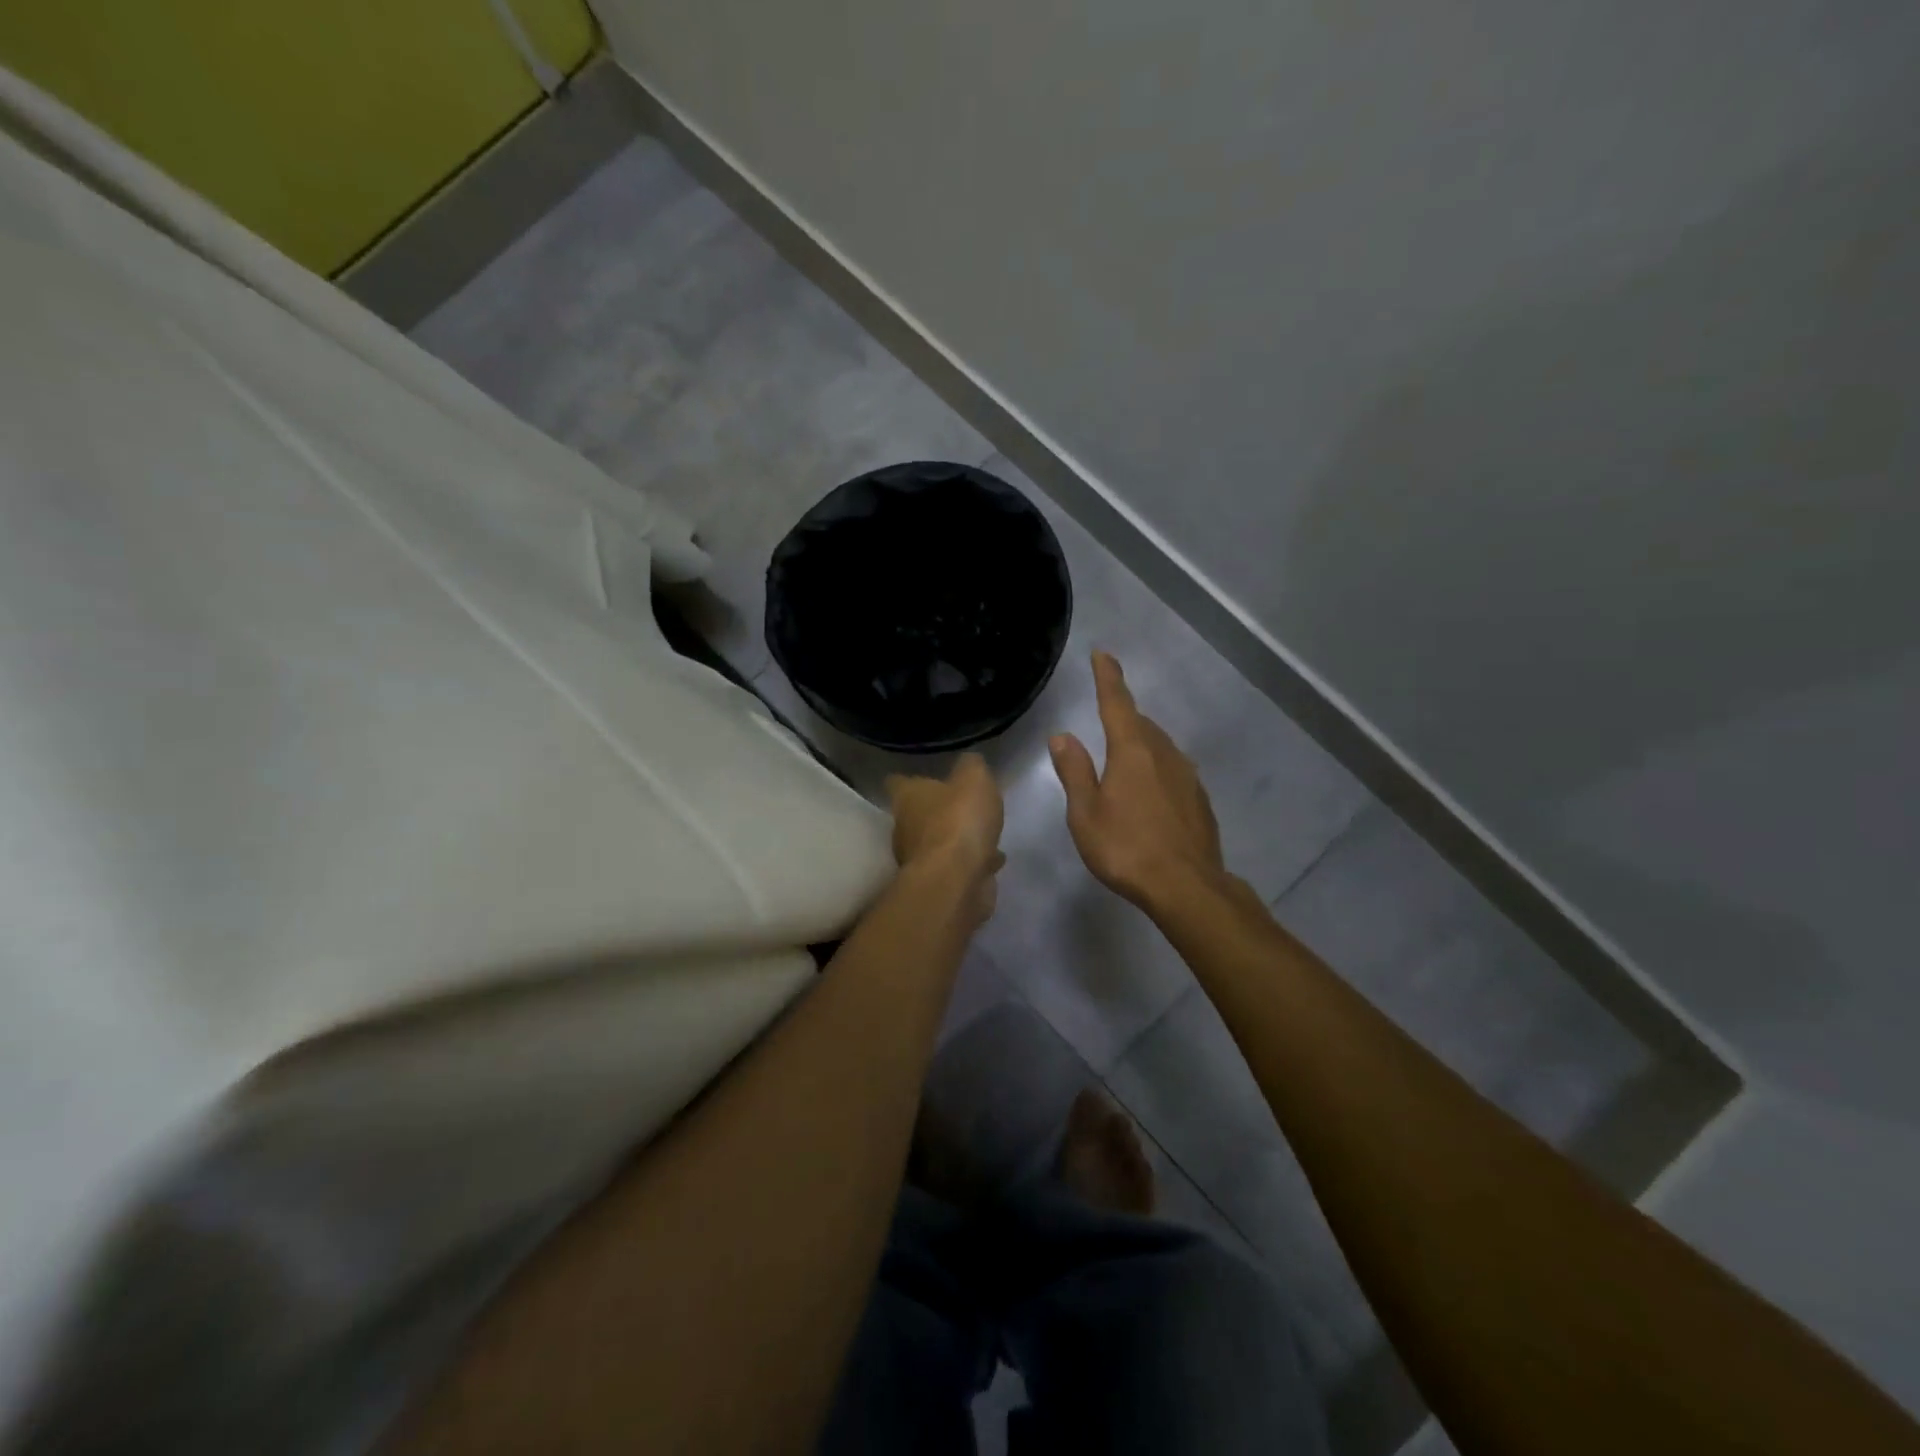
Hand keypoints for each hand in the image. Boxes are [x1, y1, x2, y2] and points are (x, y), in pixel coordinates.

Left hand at [886, 754, 1005, 922]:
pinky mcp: (938, 883)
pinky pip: (957, 867)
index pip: (898, 782)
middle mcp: (905, 828)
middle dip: (938, 811)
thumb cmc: (959, 821)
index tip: (924, 776)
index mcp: (907, 798)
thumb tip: (968, 762)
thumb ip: (971, 766)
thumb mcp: (974, 778)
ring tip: (983, 834)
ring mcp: (920, 859)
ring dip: (957, 840)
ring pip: (938, 843)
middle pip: (917, 815)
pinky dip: (972, 863)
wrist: (956, 881)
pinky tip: (993, 860)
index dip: (910, 779)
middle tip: (963, 806)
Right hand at [1049, 652, 1226, 909]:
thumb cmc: (1126, 848)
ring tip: (1124, 756)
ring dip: (1141, 742)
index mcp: (1132, 751)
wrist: (1187, 886)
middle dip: (1123, 715)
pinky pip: (1173, 770)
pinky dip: (1157, 768)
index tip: (1103, 654)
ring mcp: (1187, 775)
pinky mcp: (1199, 799)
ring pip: (1160, 746)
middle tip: (1106, 717)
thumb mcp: (1086, 813)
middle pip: (1141, 723)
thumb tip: (1062, 735)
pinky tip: (1149, 791)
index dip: (1108, 677)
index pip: (1116, 703)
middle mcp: (1163, 754)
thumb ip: (1074, 771)